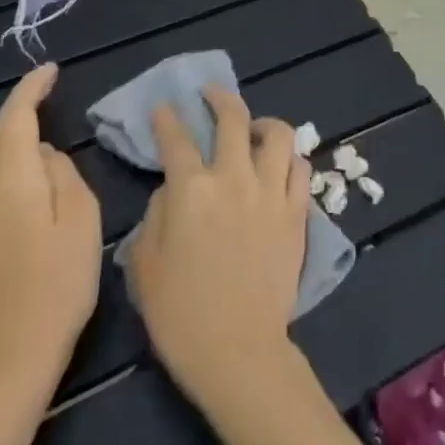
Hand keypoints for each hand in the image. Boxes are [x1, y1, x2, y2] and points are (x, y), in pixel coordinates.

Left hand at [0, 64, 102, 393]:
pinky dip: (6, 164)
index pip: (14, 118)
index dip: (31, 89)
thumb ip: (63, 174)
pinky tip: (27, 175)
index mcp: (7, 182)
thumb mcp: (81, 220)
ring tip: (42, 127)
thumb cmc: (57, 285)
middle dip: (19, 108)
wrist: (7, 363)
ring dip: (11, 137)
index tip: (51, 70)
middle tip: (47, 91)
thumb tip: (44, 156)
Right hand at [126, 86, 311, 413]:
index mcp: (191, 188)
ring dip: (263, 123)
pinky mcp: (296, 211)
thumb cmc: (180, 313)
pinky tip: (279, 165)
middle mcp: (234, 177)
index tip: (163, 108)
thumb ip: (155, 214)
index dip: (167, 118)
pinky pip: (300, 168)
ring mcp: (271, 191)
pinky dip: (289, 159)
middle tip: (210, 94)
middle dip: (218, 97)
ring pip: (278, 134)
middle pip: (232, 117)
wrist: (238, 350)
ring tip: (254, 129)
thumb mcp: (145, 264)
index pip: (176, 138)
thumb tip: (172, 189)